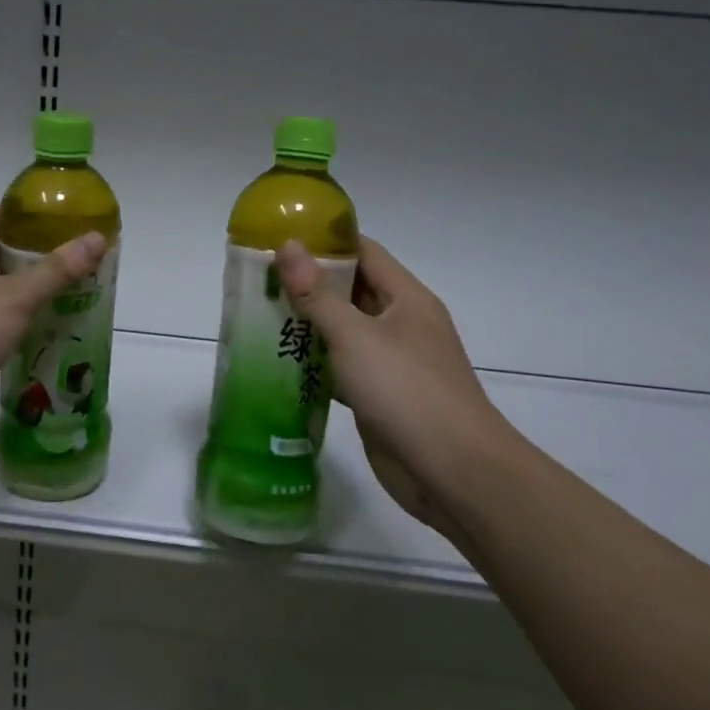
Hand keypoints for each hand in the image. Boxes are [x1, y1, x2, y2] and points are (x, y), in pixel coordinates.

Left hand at [0, 207, 107, 452]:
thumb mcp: (15, 297)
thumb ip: (56, 270)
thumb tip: (96, 238)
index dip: (22, 214)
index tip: (58, 218)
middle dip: (32, 256)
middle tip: (72, 259)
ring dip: (25, 292)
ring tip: (67, 295)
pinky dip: (15, 324)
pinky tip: (42, 333)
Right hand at [276, 237, 529, 535]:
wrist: (451, 471)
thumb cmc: (406, 390)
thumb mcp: (356, 336)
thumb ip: (318, 294)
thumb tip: (288, 246)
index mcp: (406, 299)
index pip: (364, 252)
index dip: (325, 241)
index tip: (280, 238)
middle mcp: (401, 324)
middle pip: (351, 291)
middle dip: (308, 284)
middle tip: (258, 280)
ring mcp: (391, 362)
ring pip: (343, 332)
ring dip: (307, 325)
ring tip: (258, 315)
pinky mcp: (378, 396)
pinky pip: (341, 368)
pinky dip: (314, 364)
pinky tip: (278, 364)